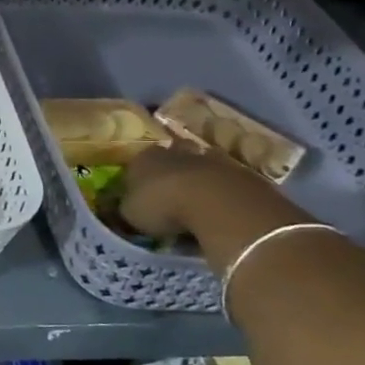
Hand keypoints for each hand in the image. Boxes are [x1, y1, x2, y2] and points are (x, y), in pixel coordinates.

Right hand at [120, 141, 277, 238]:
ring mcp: (208, 157)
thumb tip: (127, 205)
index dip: (138, 177)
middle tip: (170, 190)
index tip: (141, 192)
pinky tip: (219, 206)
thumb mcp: (131, 213)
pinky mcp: (237, 170)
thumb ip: (128, 206)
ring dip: (197, 176)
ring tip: (196, 199)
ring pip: (199, 163)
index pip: (137, 163)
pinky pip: (223, 178)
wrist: (215, 202)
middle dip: (170, 169)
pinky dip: (220, 189)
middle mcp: (174, 150)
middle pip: (170, 156)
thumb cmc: (162, 205)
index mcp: (144, 157)